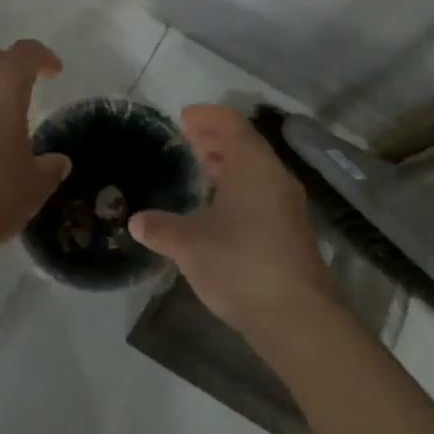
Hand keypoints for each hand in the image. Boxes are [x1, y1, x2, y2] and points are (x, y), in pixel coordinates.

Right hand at [129, 105, 337, 340]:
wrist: (298, 317)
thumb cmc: (240, 264)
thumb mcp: (190, 245)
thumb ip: (161, 229)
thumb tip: (136, 221)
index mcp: (252, 164)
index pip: (231, 123)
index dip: (207, 116)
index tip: (184, 117)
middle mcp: (274, 175)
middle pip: (246, 143)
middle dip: (217, 138)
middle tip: (189, 140)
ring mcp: (288, 203)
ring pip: (257, 169)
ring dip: (231, 164)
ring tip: (203, 169)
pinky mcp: (293, 230)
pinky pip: (264, 192)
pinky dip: (242, 187)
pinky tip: (222, 210)